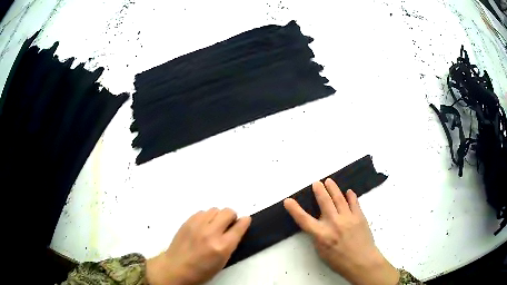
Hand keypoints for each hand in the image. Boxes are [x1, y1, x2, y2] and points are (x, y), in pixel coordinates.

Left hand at [146, 208, 251, 284]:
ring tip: (214, 225)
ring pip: (215, 209)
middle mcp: (210, 233)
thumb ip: (230, 244)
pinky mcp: (187, 222)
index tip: (245, 220)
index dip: (245, 222)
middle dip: (232, 216)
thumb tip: (236, 230)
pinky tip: (203, 226)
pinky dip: (206, 217)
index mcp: (222, 246)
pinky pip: (202, 212)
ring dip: (218, 216)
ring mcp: (197, 225)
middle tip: (228, 224)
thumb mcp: (222, 262)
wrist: (176, 268)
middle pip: (228, 212)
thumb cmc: (201, 270)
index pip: (239, 227)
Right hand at [284, 178, 398, 284]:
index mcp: (322, 235)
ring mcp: (348, 218)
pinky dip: (350, 196)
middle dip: (319, 190)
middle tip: (316, 183)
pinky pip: (354, 202)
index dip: (294, 209)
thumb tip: (317, 224)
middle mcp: (334, 223)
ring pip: (339, 198)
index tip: (288, 200)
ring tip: (329, 181)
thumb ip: (318, 236)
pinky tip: (348, 192)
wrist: (362, 262)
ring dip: (333, 188)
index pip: (304, 219)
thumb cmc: (339, 261)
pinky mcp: (359, 216)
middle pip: (324, 202)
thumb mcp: (322, 252)